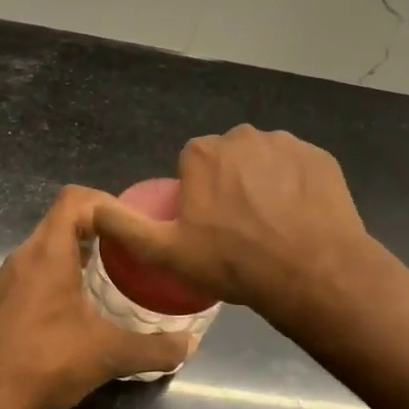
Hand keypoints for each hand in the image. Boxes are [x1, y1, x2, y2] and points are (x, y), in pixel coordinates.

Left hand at [0, 186, 191, 408]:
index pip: (74, 199)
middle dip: (95, 236)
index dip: (105, 203)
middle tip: (126, 260)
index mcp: (47, 253)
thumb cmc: (45, 363)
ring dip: (71, 264)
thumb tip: (190, 344)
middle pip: (59, 225)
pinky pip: (23, 283)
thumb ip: (154, 348)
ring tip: (100, 291)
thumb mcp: (109, 355)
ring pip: (40, 256)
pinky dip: (48, 289)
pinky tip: (62, 324)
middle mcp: (20, 258)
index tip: (130, 228)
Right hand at [90, 125, 375, 322]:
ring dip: (264, 183)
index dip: (197, 196)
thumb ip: (124, 226)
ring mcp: (285, 143)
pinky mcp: (320, 156)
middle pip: (228, 159)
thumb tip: (88, 205)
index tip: (208, 227)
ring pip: (264, 161)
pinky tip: (300, 217)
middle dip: (230, 184)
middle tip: (240, 229)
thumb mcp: (167, 251)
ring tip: (272, 226)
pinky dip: (296, 186)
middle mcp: (242, 136)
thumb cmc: (233, 262)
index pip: (191, 166)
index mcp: (202, 153)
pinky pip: (298, 167)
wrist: (312, 272)